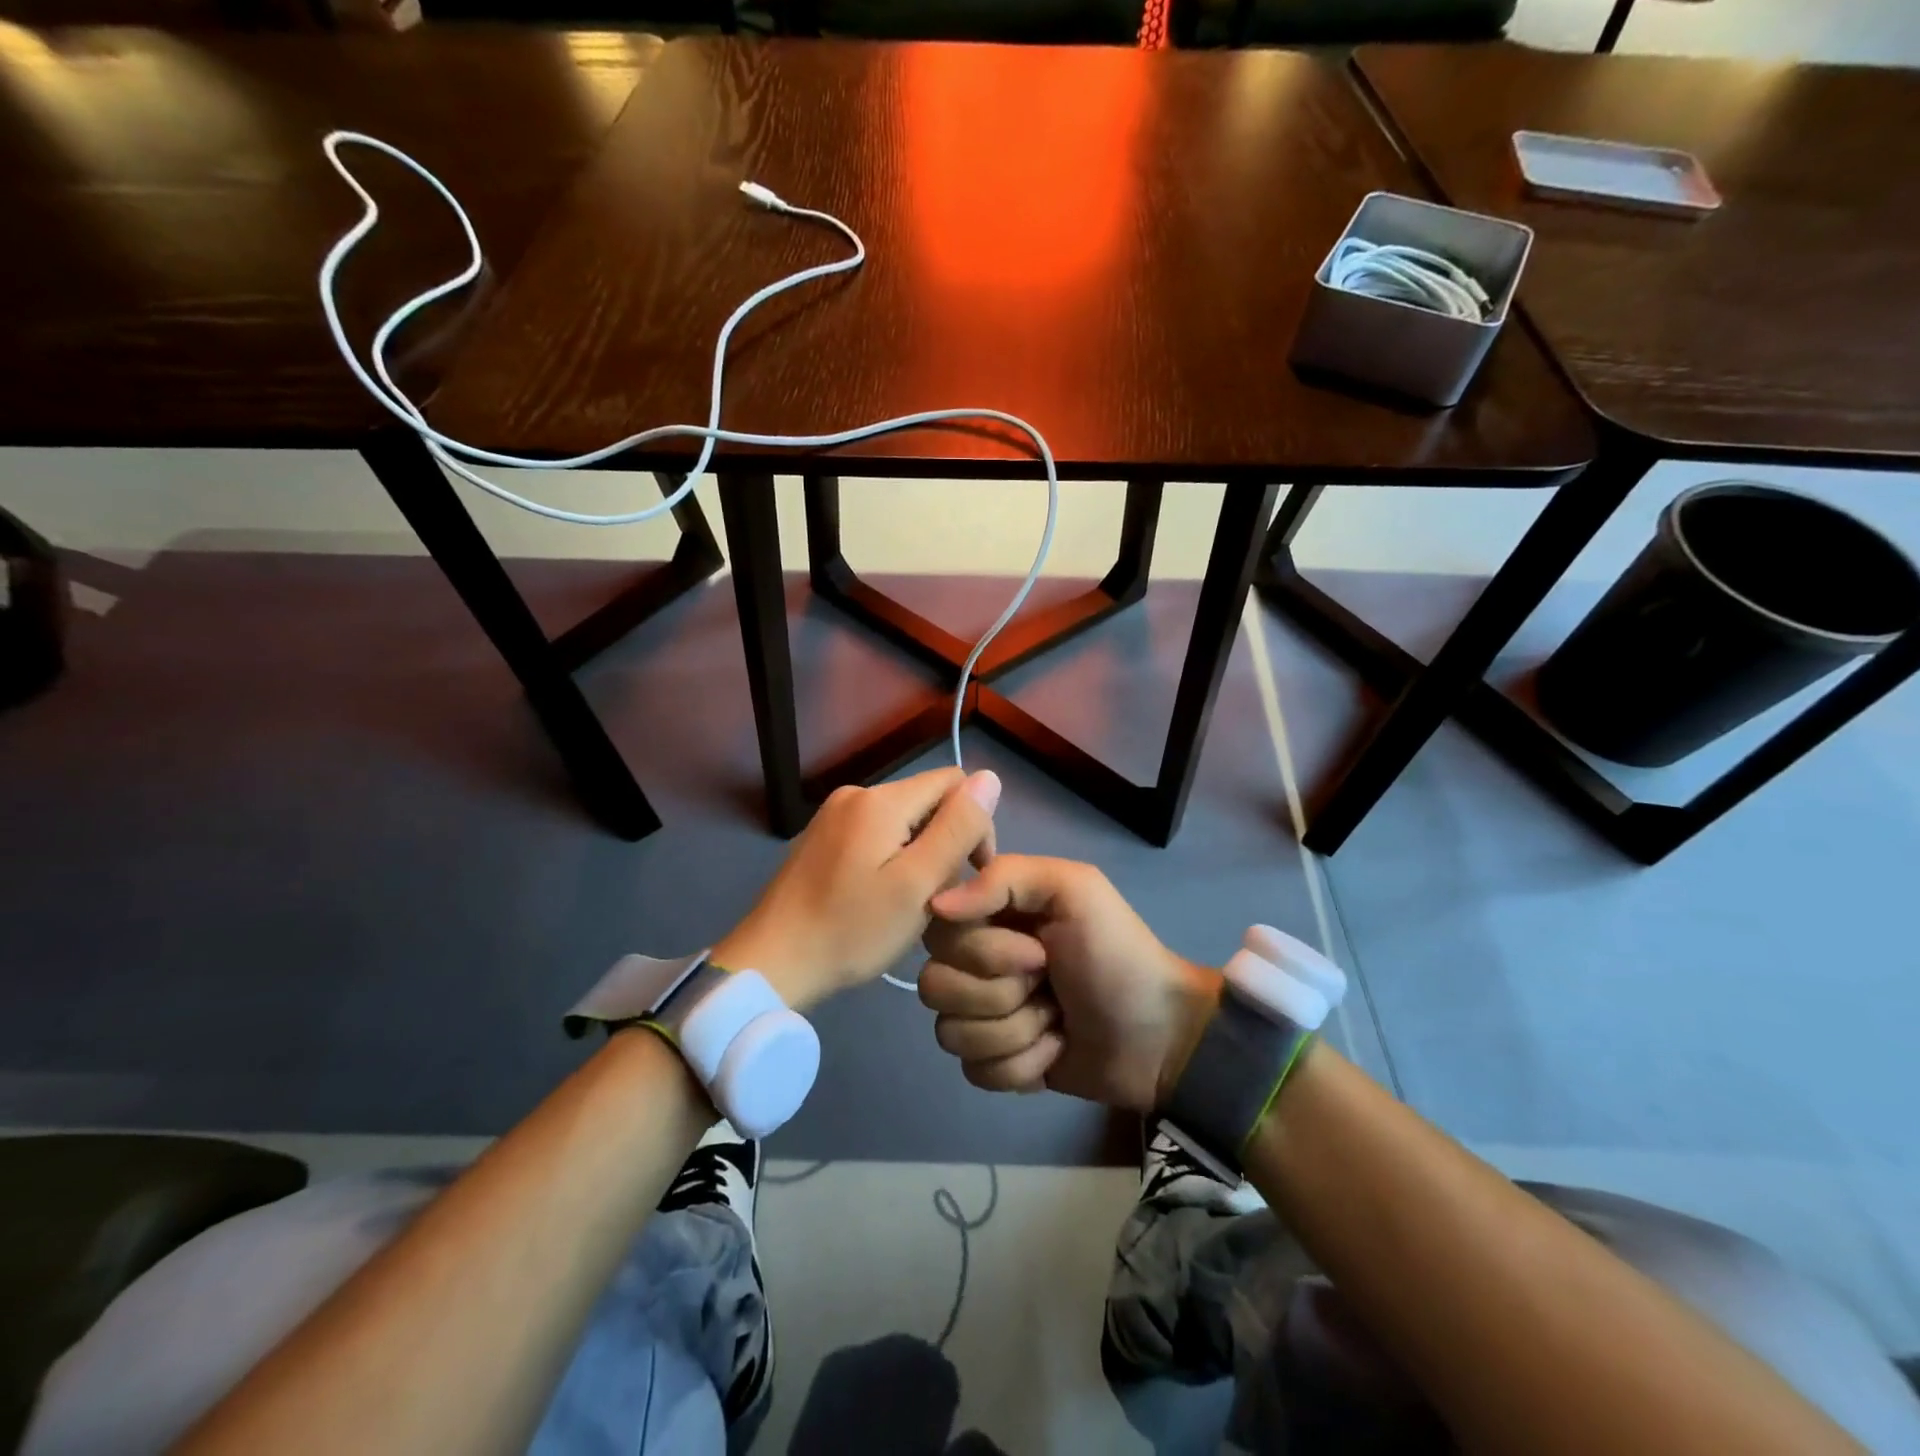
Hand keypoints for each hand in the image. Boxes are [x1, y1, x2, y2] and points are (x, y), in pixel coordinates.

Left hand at [713, 767, 1000, 1011]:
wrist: (772, 962)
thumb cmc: (852, 929)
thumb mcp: (918, 883)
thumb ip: (957, 828)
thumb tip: (989, 776)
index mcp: (881, 799)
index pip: (954, 783)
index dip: (975, 823)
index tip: (971, 874)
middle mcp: (856, 793)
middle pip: (927, 800)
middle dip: (945, 841)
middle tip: (939, 896)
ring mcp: (834, 814)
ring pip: (903, 819)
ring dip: (920, 852)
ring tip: (910, 901)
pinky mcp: (822, 837)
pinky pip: (875, 833)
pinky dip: (891, 857)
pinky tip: (881, 896)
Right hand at [918, 856, 1220, 1112]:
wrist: (1159, 1036)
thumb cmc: (1117, 954)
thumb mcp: (1073, 889)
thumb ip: (1003, 878)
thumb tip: (935, 905)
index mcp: (990, 916)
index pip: (938, 932)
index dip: (984, 951)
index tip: (1036, 950)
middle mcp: (975, 963)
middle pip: (935, 986)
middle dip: (1003, 994)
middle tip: (1050, 986)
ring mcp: (983, 1016)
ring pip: (951, 1034)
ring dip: (1016, 1031)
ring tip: (1056, 1021)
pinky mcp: (995, 1062)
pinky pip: (975, 1071)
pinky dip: (1022, 1065)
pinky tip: (1054, 1050)